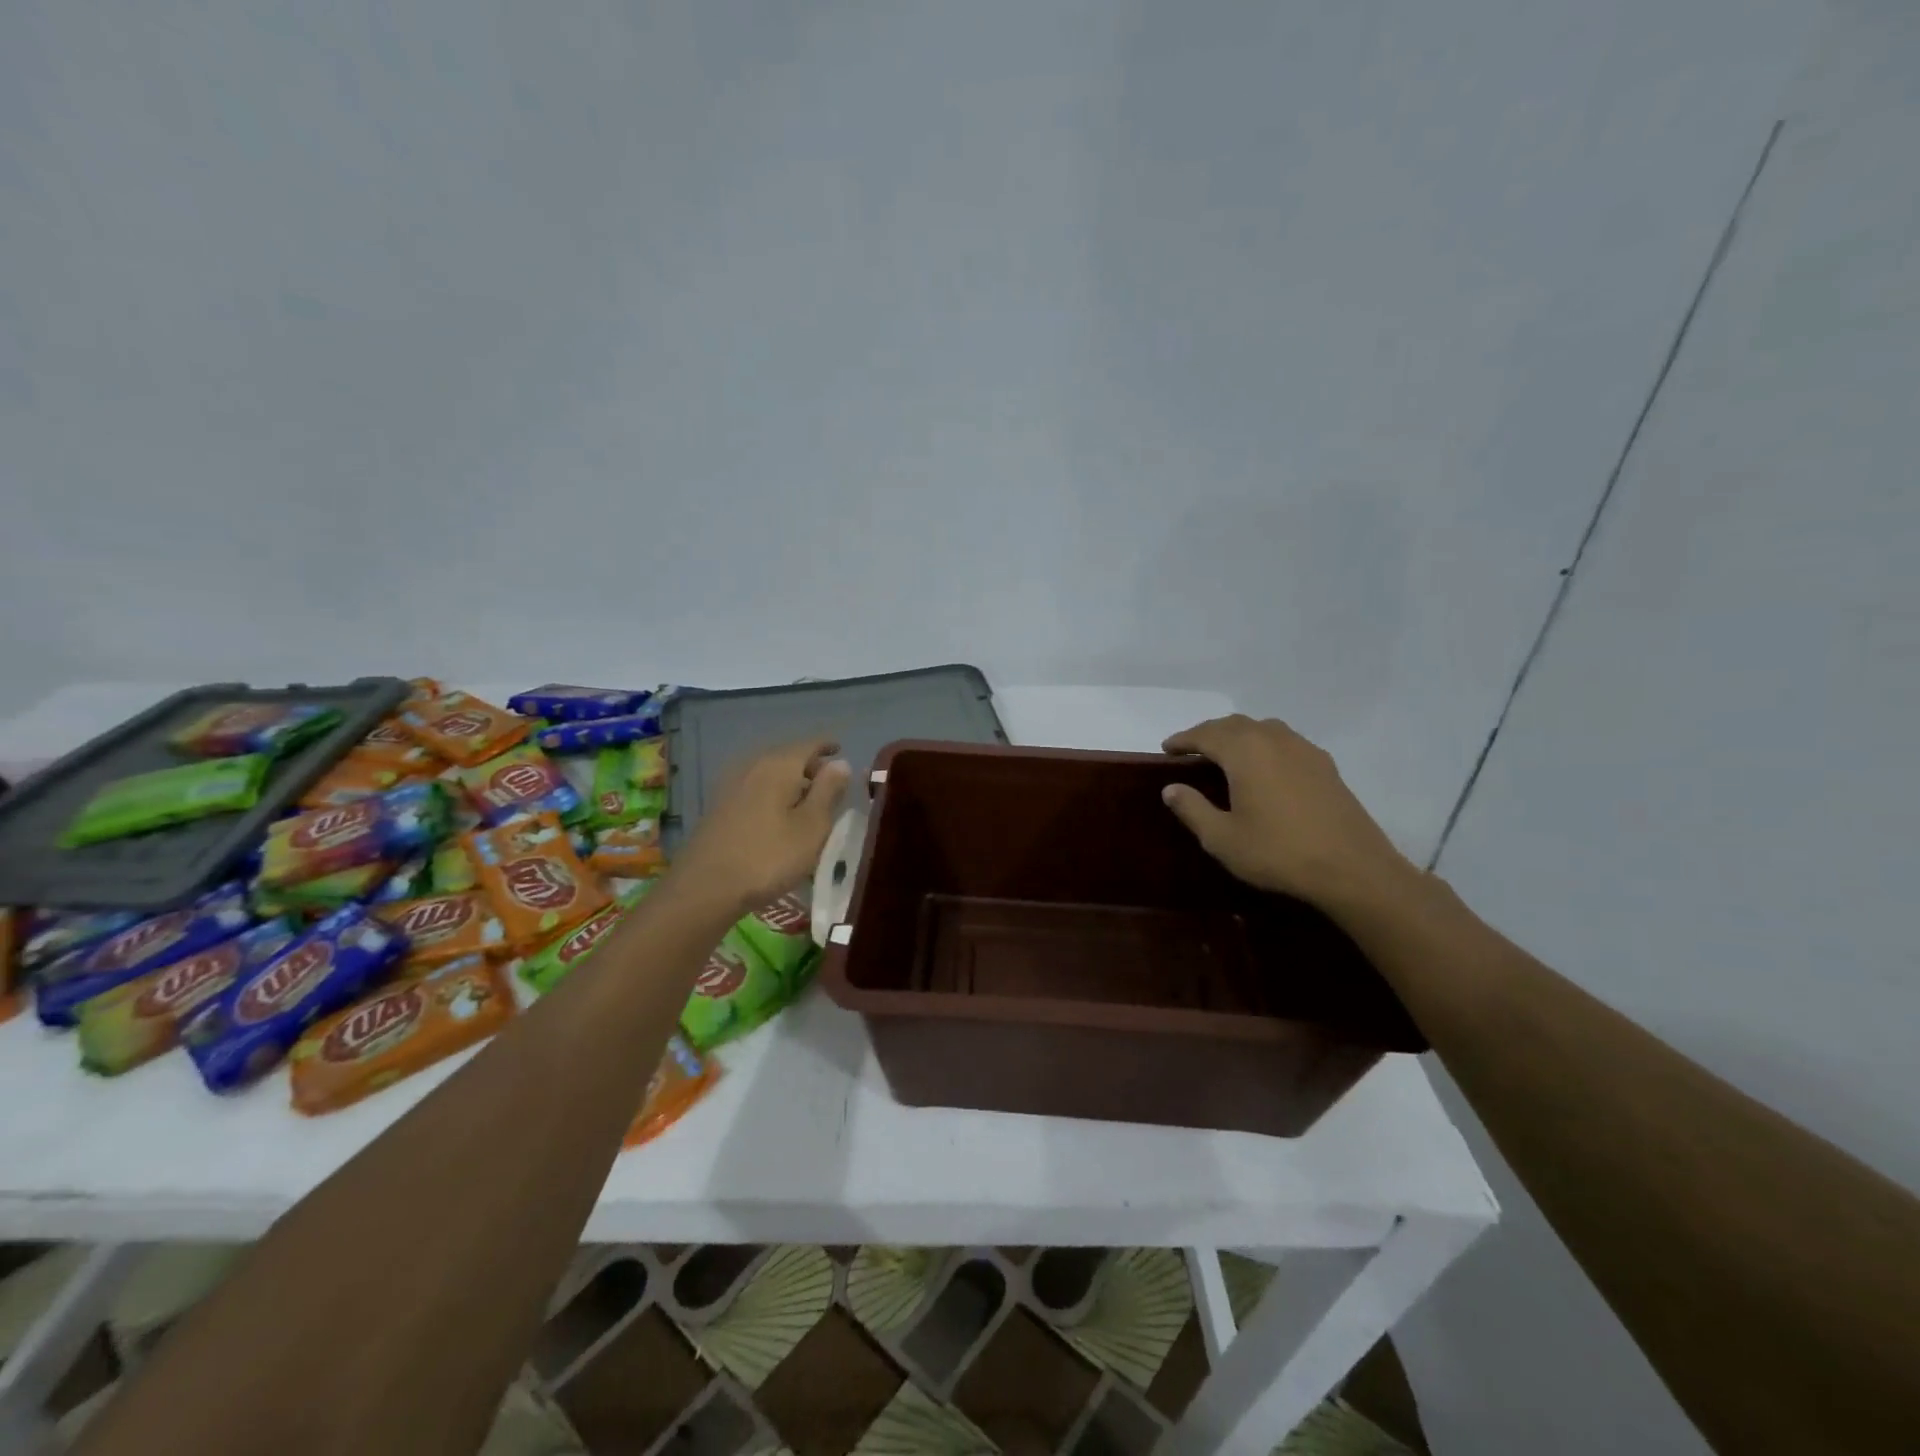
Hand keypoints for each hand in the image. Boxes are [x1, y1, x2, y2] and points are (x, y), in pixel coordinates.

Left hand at [670, 738, 851, 914]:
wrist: (705, 887)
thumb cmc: (769, 857)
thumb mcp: (812, 826)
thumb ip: (828, 791)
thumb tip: (841, 763)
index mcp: (779, 765)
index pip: (809, 744)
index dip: (827, 746)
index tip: (841, 751)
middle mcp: (753, 765)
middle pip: (787, 756)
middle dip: (810, 766)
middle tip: (830, 784)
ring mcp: (732, 785)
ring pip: (770, 773)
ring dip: (790, 782)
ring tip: (807, 803)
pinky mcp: (719, 806)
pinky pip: (755, 788)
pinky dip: (773, 794)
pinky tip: (778, 816)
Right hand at [1161, 715, 1415, 910]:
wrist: (1353, 869)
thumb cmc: (1278, 852)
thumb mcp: (1222, 838)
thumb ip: (1193, 809)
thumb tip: (1171, 788)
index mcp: (1245, 752)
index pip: (1205, 734)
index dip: (1183, 740)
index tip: (1166, 748)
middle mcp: (1274, 740)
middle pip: (1234, 724)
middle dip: (1209, 733)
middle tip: (1191, 750)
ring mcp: (1304, 750)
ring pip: (1263, 729)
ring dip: (1239, 735)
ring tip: (1225, 754)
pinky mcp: (1325, 765)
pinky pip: (1285, 742)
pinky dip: (1264, 745)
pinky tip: (1265, 767)